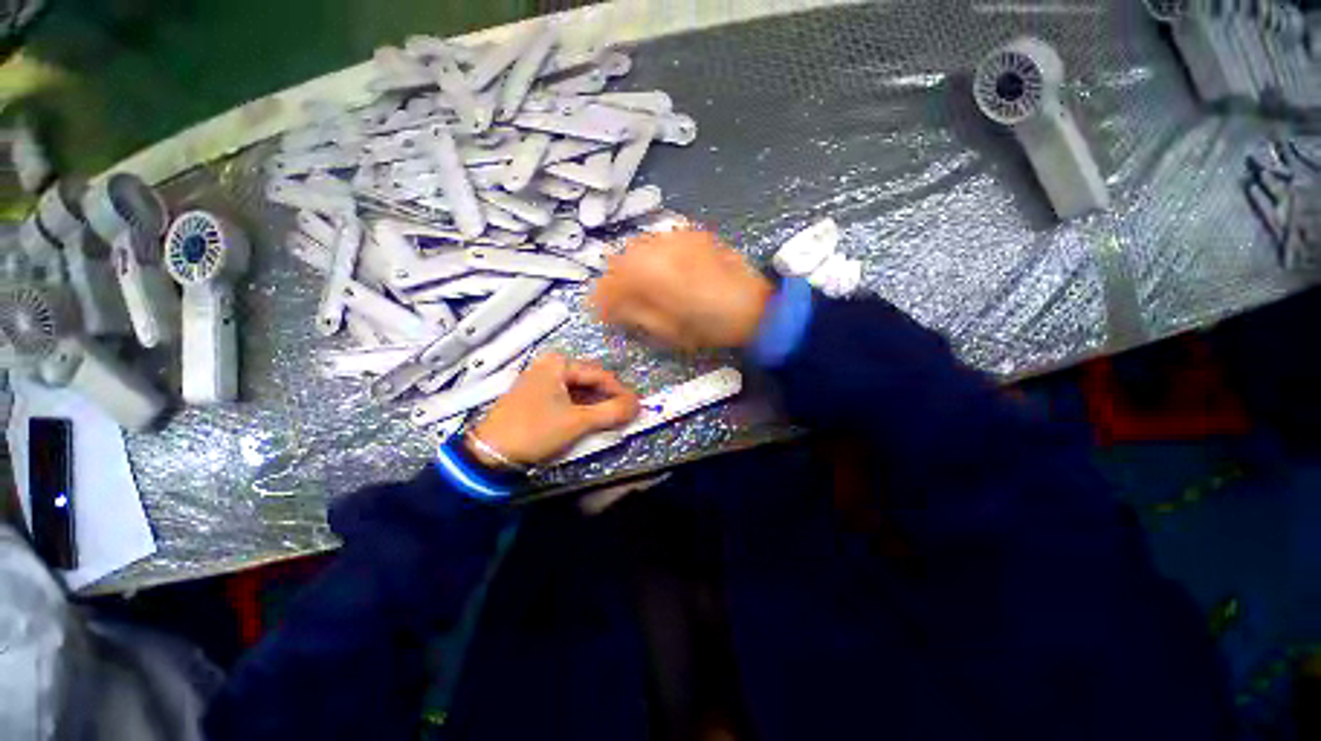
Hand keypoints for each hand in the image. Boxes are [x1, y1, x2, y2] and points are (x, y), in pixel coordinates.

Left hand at [469, 353, 639, 466]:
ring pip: (579, 390)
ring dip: (597, 405)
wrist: (489, 453)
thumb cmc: (535, 430)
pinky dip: (582, 409)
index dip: (621, 392)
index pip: (601, 375)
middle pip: (590, 381)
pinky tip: (592, 420)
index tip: (637, 407)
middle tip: (625, 415)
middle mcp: (550, 366)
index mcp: (559, 364)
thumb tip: (639, 405)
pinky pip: (567, 398)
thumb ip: (611, 412)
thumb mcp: (578, 422)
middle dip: (609, 398)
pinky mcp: (536, 396)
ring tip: (612, 420)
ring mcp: (541, 380)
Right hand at [590, 228, 774, 350]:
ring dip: (633, 267)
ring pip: (640, 246)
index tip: (602, 313)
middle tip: (619, 300)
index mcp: (648, 273)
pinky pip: (662, 241)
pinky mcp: (694, 235)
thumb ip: (634, 314)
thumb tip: (612, 308)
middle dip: (615, 280)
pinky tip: (662, 270)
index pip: (610, 282)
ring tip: (640, 286)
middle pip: (621, 259)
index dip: (602, 299)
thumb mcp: (667, 330)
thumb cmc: (709, 326)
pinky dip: (653, 256)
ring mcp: (678, 236)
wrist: (755, 307)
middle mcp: (658, 247)